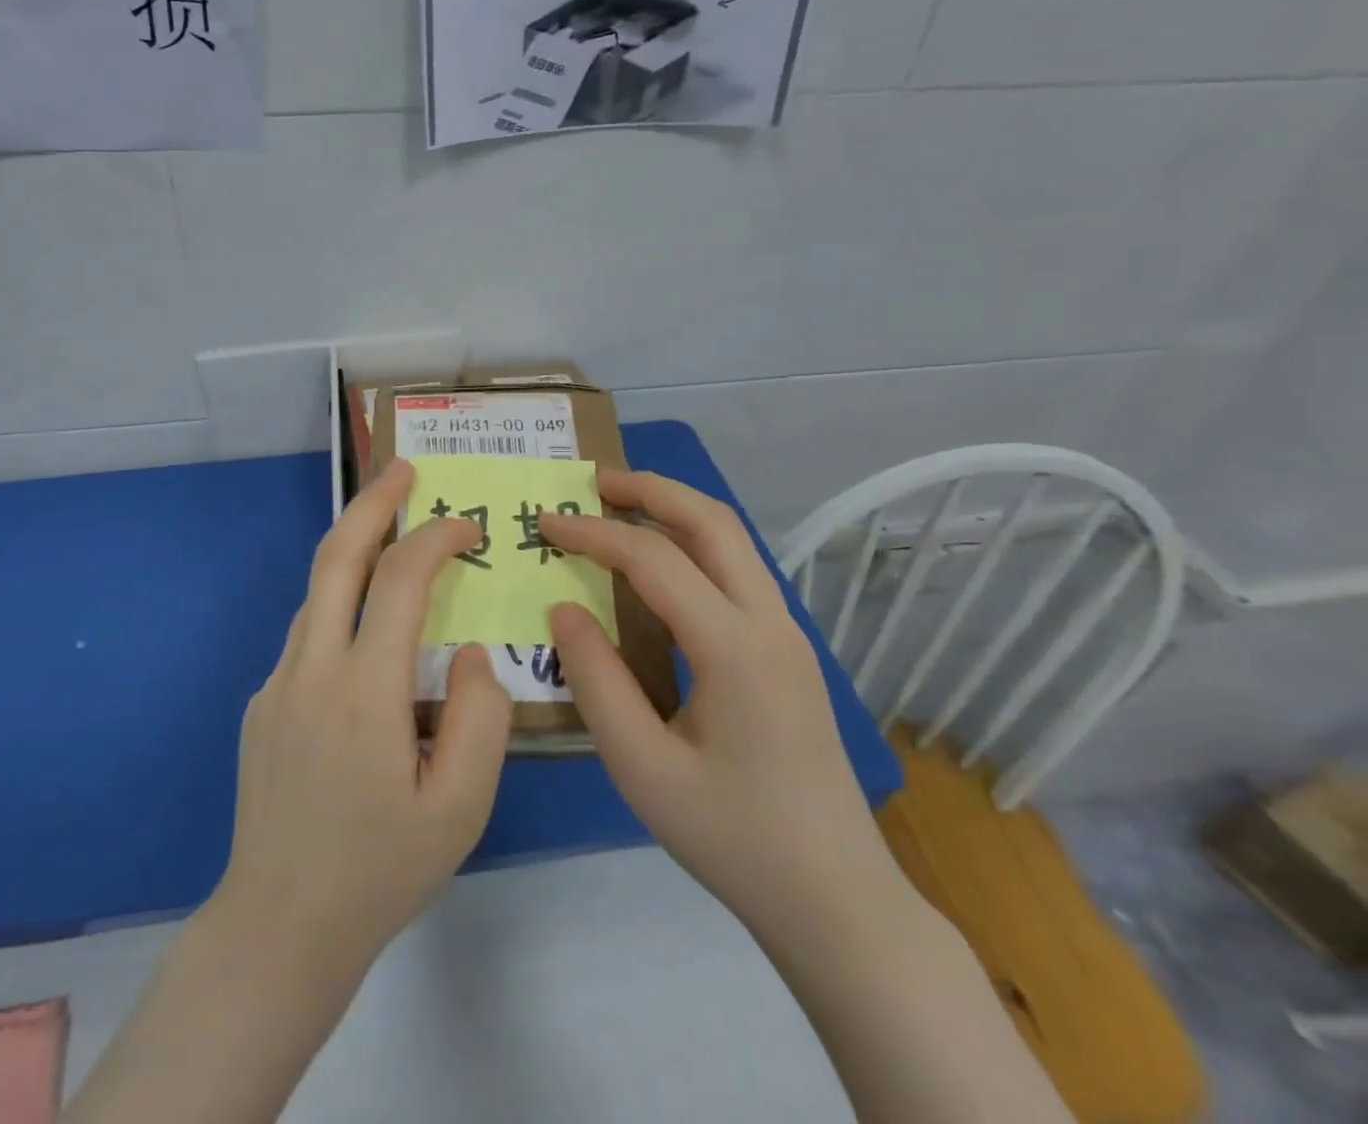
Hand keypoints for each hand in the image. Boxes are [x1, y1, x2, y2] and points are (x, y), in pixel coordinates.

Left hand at [209, 458, 512, 979]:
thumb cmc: (380, 870)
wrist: (279, 926)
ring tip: (393, 536)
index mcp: (364, 690)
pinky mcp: (262, 704)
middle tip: (404, 468)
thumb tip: (468, 651)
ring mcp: (277, 683)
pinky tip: (369, 637)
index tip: (467, 529)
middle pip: (336, 557)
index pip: (400, 580)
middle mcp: (310, 668)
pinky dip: (342, 607)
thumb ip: (480, 715)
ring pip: (317, 592)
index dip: (435, 539)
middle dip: (372, 503)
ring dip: (354, 551)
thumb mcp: (460, 806)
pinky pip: (308, 635)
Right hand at [541, 471, 897, 930]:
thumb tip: (564, 610)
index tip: (546, 523)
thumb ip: (596, 680)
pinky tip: (662, 568)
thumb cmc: (733, 838)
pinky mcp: (789, 653)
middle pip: (713, 522)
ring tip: (622, 507)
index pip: (653, 560)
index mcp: (734, 647)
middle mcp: (770, 623)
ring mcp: (788, 635)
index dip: (593, 533)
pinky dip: (695, 545)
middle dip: (651, 489)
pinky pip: (739, 572)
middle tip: (594, 481)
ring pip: (733, 541)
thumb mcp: (642, 768)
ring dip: (677, 511)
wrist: (838, 901)